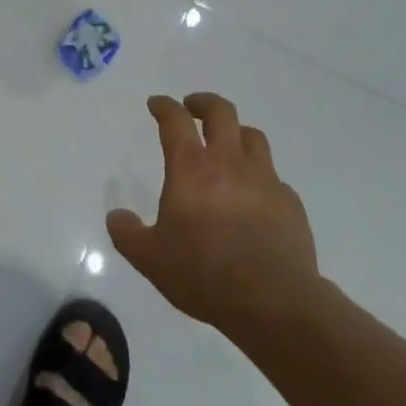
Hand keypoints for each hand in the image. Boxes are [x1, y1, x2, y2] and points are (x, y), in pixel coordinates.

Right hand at [107, 92, 320, 332]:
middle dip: (203, 103)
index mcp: (191, 168)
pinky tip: (254, 196)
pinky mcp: (290, 202)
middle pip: (221, 112)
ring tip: (227, 144)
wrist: (274, 302)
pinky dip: (260, 176)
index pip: (175, 120)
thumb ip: (127, 234)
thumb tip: (116, 216)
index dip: (164, 106)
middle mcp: (229, 162)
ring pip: (252, 136)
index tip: (156, 104)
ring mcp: (264, 179)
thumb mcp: (150, 259)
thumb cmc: (204, 274)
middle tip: (192, 107)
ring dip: (236, 132)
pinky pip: (273, 176)